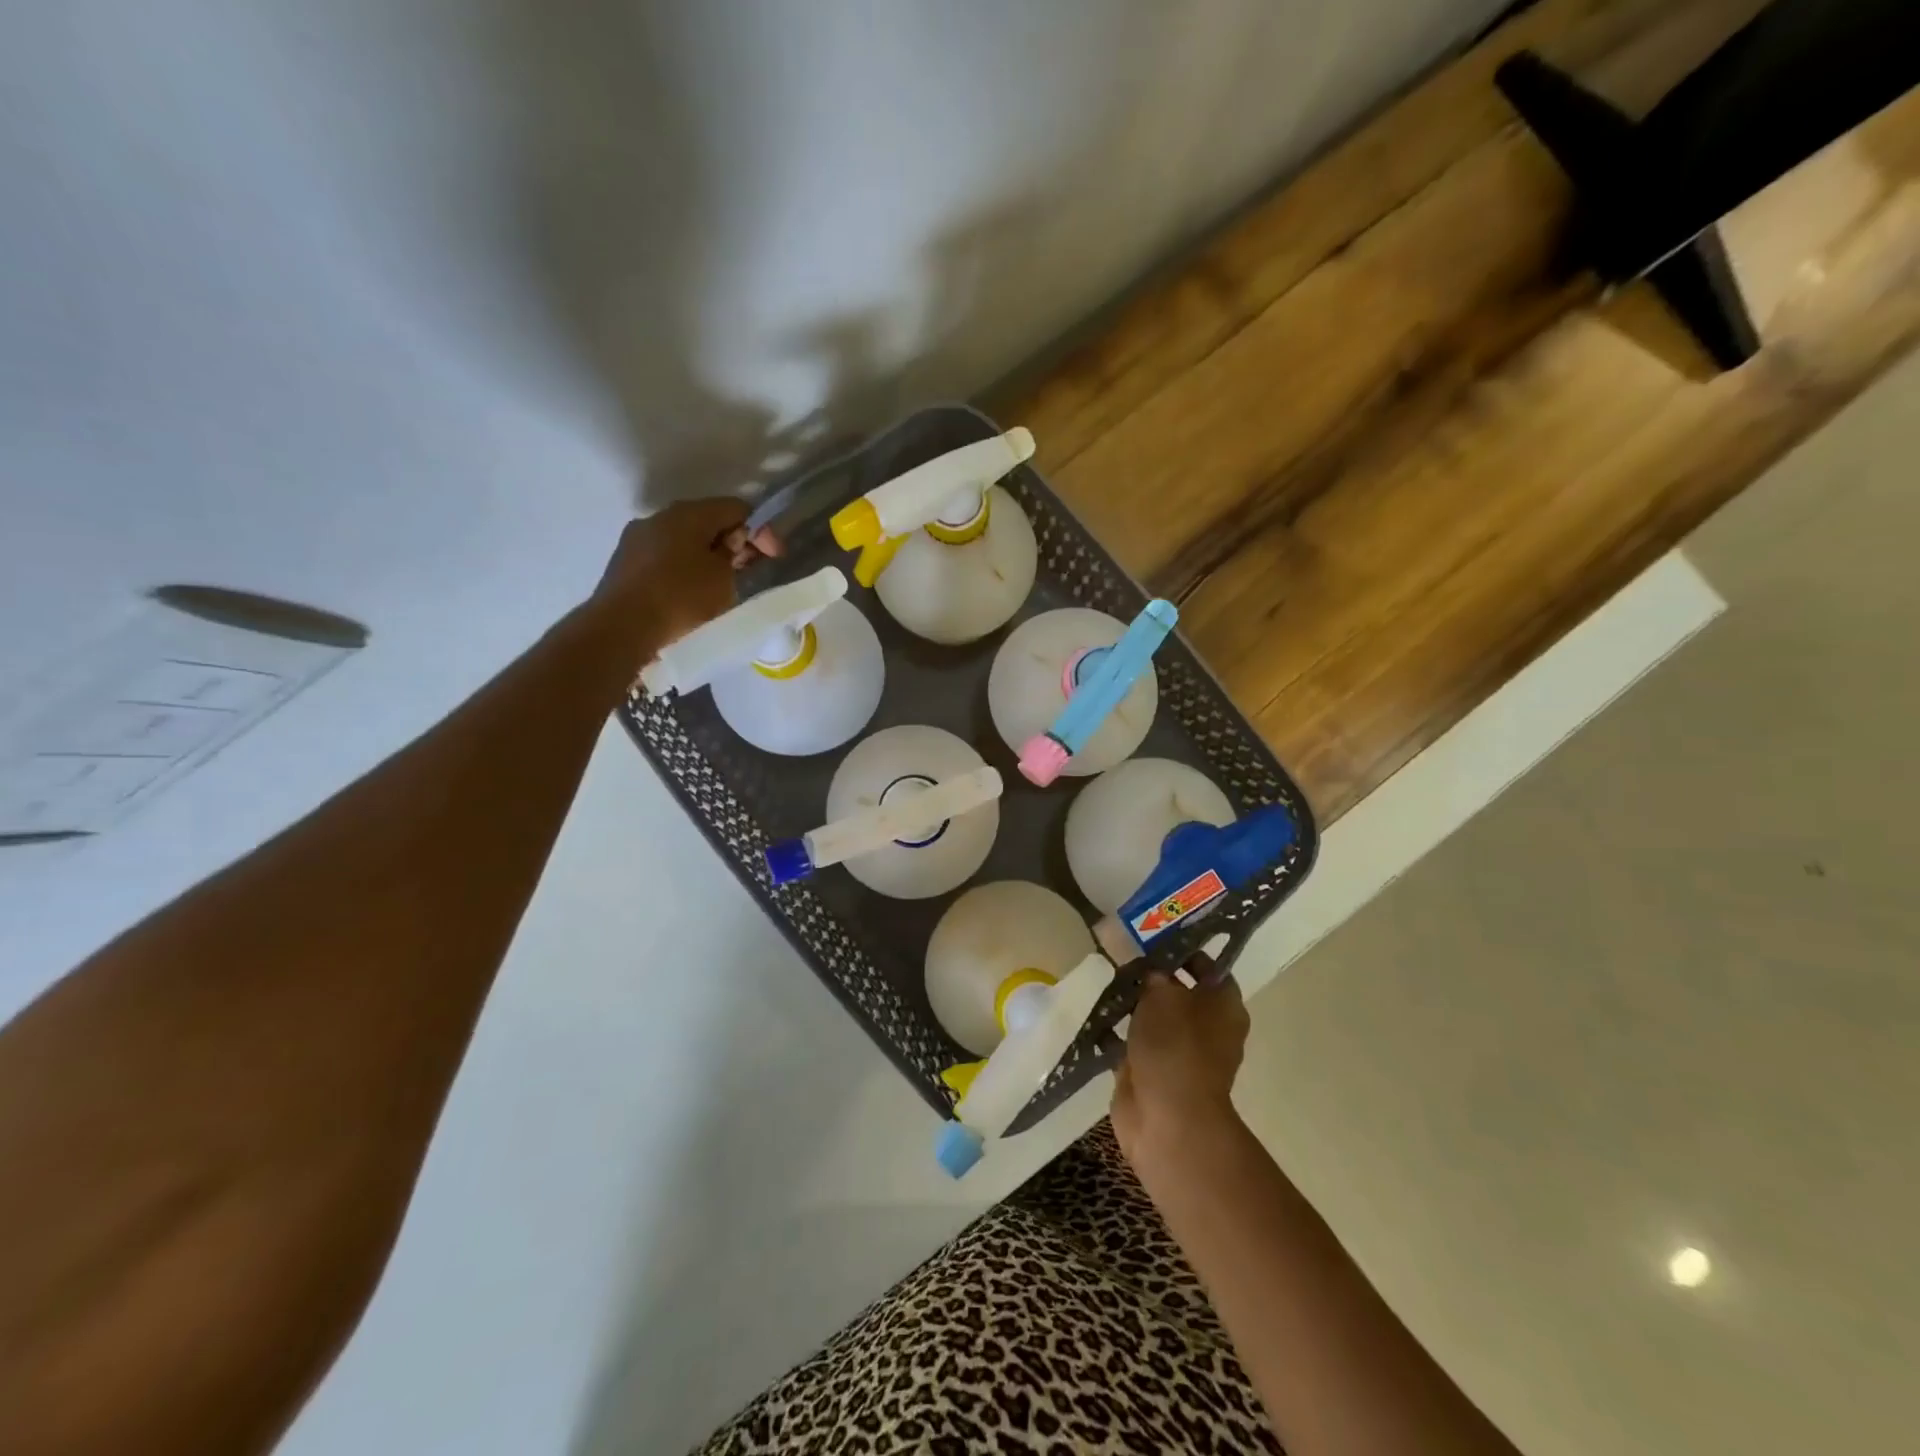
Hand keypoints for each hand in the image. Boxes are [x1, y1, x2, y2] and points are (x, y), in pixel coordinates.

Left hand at [588, 498, 779, 664]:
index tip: (773, 557)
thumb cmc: (681, 598)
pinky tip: (690, 592)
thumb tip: (734, 543)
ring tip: (720, 584)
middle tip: (749, 570)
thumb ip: (736, 555)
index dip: (760, 530)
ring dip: (706, 556)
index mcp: (689, 513)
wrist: (622, 628)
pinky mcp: (624, 563)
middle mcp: (660, 517)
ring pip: (684, 540)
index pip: (736, 508)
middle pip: (708, 521)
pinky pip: (664, 557)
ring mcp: (637, 539)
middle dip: (732, 543)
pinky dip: (684, 568)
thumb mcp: (724, 579)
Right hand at [1111, 961, 1249, 1168]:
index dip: (1184, 949)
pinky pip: (1132, 1040)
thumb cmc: (1175, 1046)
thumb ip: (1153, 973)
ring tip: (1103, 976)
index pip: (1208, 966)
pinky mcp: (1151, 1070)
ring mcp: (1178, 1051)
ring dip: (1131, 1001)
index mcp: (1223, 1004)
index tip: (1154, 933)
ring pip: (1153, 1015)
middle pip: (1178, 990)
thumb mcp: (1162, 993)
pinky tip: (1093, 1012)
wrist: (1167, 1117)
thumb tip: (1149, 969)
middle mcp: (1206, 1026)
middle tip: (1121, 952)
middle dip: (1151, 974)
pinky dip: (1115, 1030)